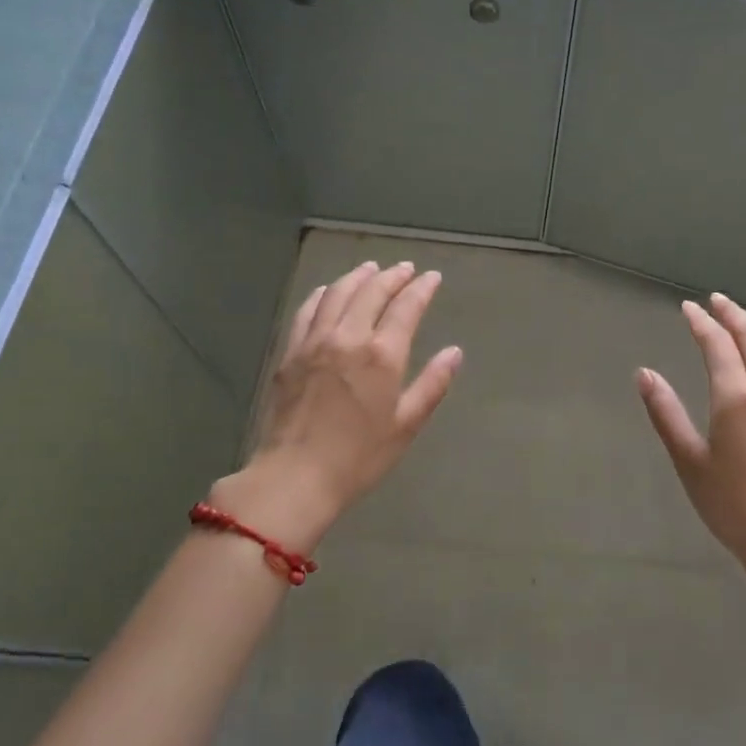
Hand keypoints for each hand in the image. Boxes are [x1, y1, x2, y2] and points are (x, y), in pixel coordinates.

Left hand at [218, 261, 461, 543]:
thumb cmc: (359, 457)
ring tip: (371, 269)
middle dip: (392, 276)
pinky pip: (308, 310)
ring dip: (358, 277)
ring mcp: (316, 341)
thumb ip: (432, 384)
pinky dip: (323, 294)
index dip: (421, 288)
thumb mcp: (406, 425)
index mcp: (383, 355)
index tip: (432, 277)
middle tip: (405, 268)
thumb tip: (454, 352)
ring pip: (339, 294)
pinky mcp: (291, 352)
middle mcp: (349, 337)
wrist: (295, 477)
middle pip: (372, 292)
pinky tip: (329, 290)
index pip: (406, 307)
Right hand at [637, 294, 745, 577]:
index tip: (688, 308)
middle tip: (717, 301)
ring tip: (745, 320)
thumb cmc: (735, 506)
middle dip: (733, 314)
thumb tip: (644, 374)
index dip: (701, 322)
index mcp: (736, 396)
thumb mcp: (690, 462)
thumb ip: (666, 413)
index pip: (717, 343)